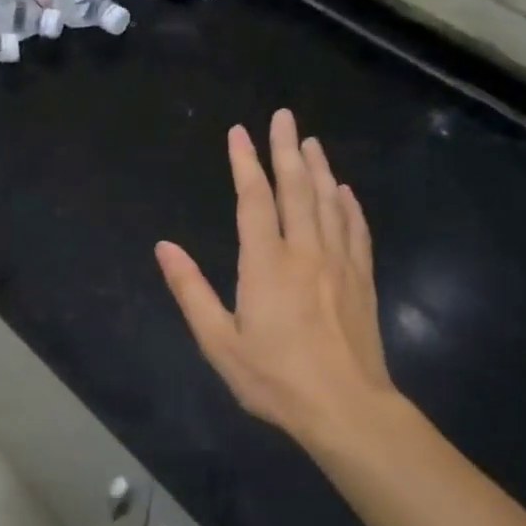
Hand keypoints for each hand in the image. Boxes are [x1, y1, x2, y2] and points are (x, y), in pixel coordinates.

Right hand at [156, 108, 406, 449]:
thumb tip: (164, 247)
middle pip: (297, 188)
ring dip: (319, 168)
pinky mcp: (362, 279)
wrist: (347, 408)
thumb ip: (191, 290)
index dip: (245, 163)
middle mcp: (305, 252)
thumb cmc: (275, 379)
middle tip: (284, 116)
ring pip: (329, 202)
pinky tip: (345, 192)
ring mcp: (339, 263)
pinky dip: (349, 205)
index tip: (239, 132)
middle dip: (287, 149)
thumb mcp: (219, 342)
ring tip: (311, 142)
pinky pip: (356, 230)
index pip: (254, 200)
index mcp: (266, 264)